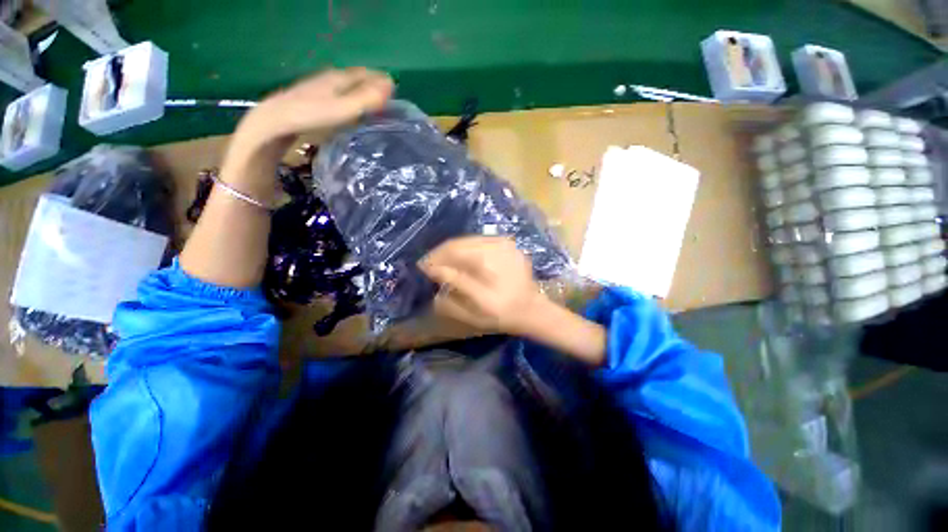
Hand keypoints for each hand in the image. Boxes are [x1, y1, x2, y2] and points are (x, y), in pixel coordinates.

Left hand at [234, 67, 393, 155]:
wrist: (274, 122)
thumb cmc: (311, 115)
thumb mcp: (344, 108)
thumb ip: (367, 98)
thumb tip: (390, 85)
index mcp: (339, 78)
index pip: (366, 74)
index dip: (381, 82)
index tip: (394, 96)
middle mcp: (329, 79)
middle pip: (356, 79)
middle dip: (372, 87)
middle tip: (387, 104)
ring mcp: (319, 89)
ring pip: (346, 88)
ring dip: (360, 95)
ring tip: (372, 109)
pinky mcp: (312, 101)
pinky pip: (337, 96)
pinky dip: (348, 101)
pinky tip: (350, 113)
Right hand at [419, 236, 546, 333]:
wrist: (532, 309)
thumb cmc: (503, 313)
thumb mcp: (476, 306)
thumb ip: (455, 284)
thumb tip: (434, 269)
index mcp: (487, 260)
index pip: (453, 250)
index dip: (435, 258)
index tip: (422, 267)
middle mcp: (496, 245)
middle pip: (460, 242)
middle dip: (442, 253)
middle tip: (430, 264)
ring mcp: (503, 242)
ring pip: (469, 240)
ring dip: (453, 251)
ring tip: (443, 262)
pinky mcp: (508, 244)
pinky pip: (480, 242)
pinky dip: (467, 249)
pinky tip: (462, 260)